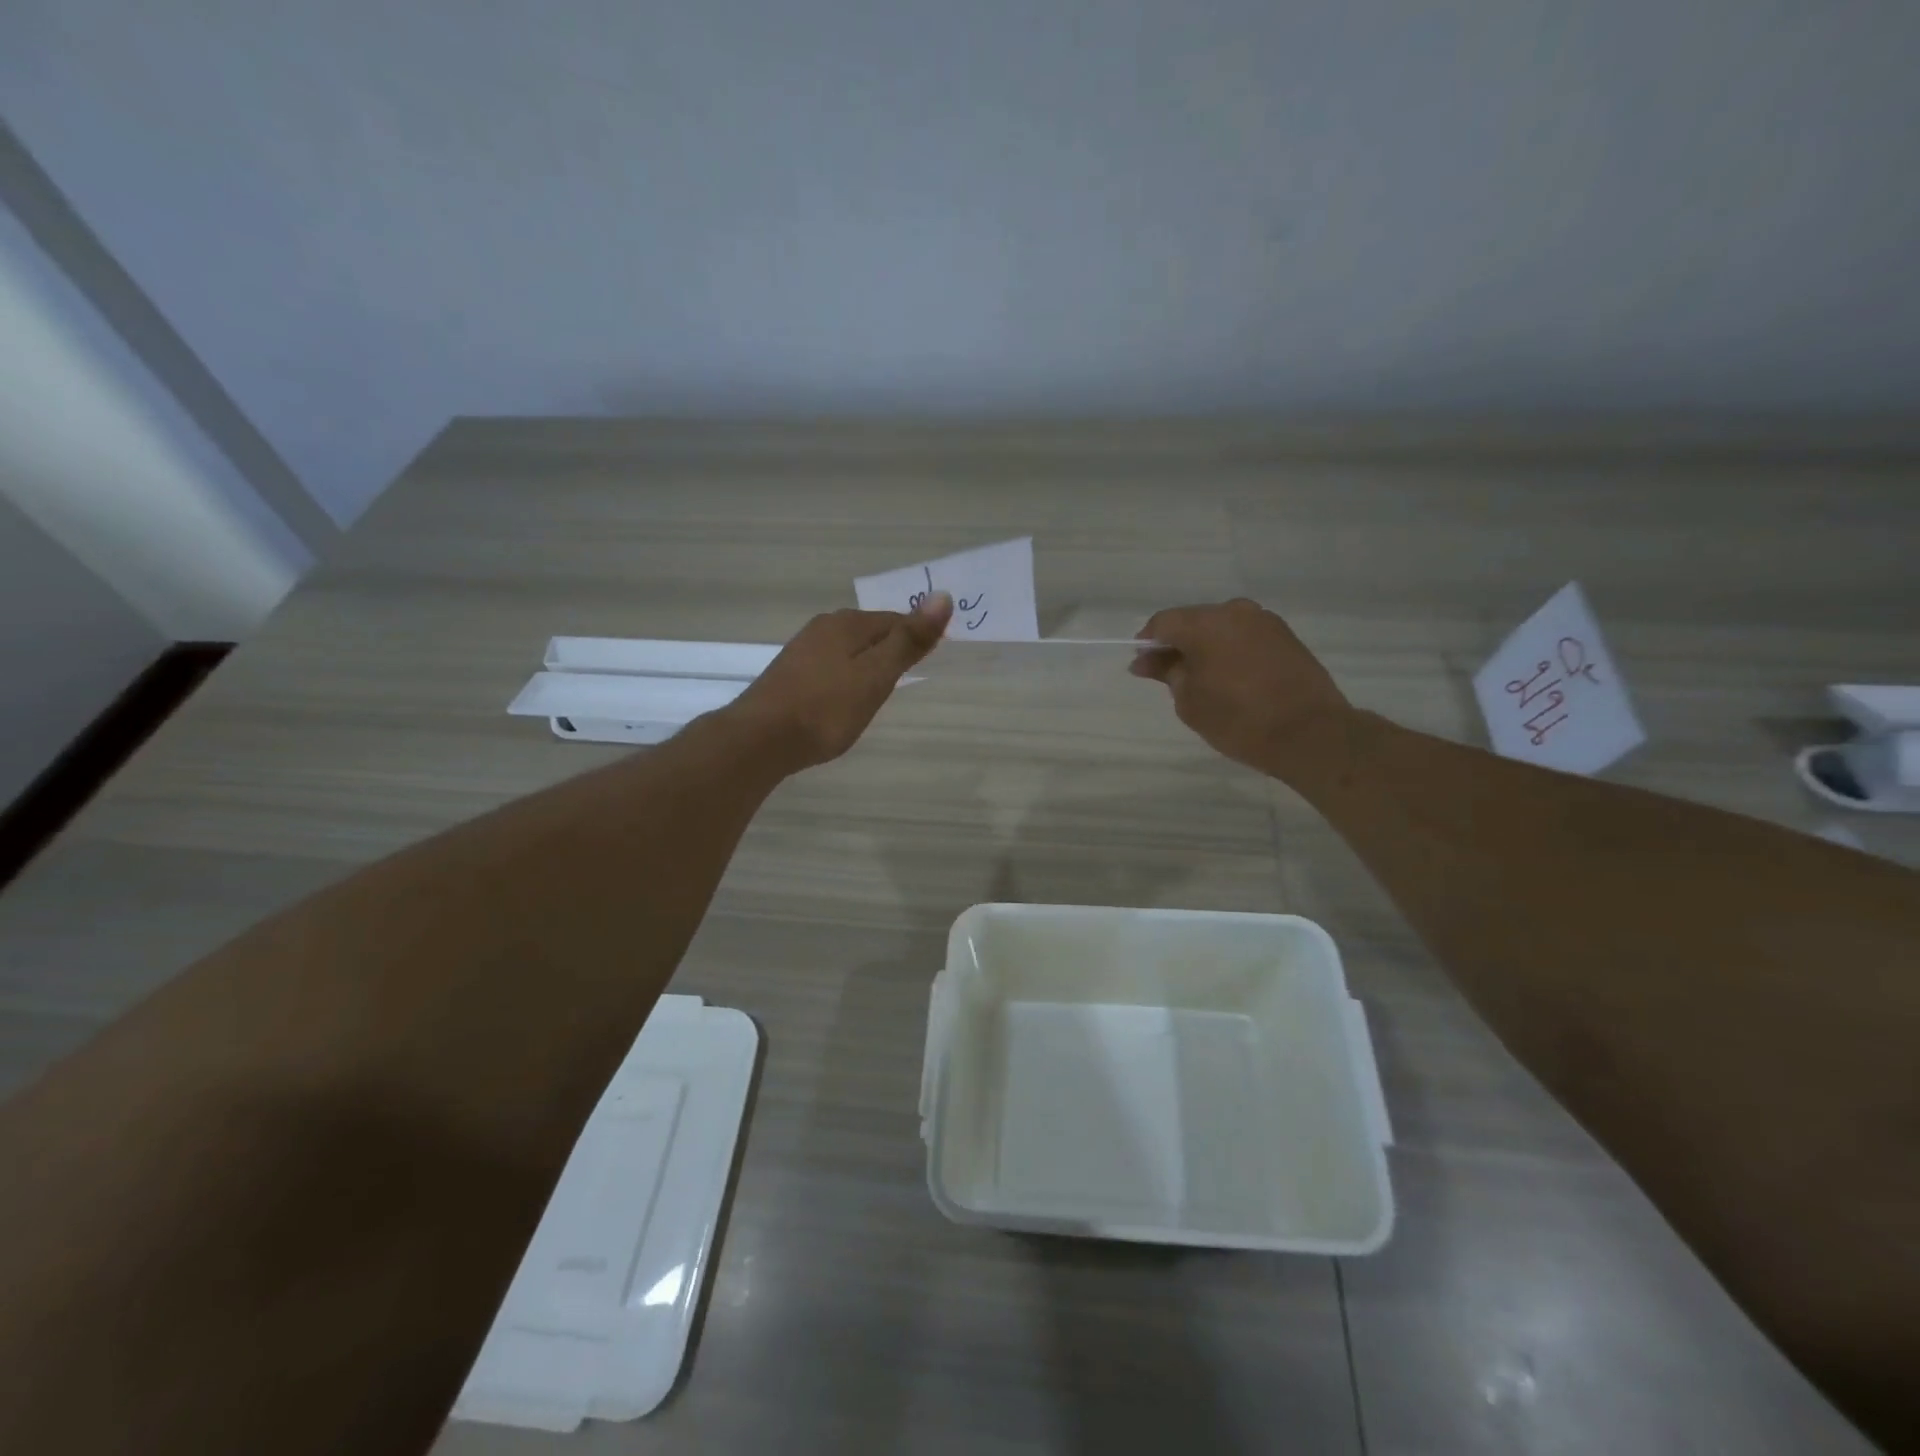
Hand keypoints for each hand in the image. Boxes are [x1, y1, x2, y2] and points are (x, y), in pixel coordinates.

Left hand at [726, 594, 952, 770]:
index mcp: (847, 623)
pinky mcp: (790, 674)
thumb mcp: (875, 676)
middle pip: (871, 633)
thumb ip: (908, 640)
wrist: (759, 740)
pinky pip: (831, 668)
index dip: (917, 640)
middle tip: (906, 682)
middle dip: (892, 651)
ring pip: (849, 651)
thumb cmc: (826, 709)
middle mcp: (823, 627)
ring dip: (868, 666)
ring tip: (878, 694)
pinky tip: (845, 701)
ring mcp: (802, 650)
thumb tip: (942, 596)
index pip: (896, 620)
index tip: (929, 664)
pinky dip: (846, 679)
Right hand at [1132, 598, 1350, 775]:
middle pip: (1192, 620)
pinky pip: (1244, 636)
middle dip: (1177, 644)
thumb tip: (1146, 660)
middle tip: (1168, 676)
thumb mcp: (1190, 701)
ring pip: (1221, 627)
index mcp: (1205, 624)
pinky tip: (1230, 677)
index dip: (1148, 644)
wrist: (1310, 734)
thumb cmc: (1239, 720)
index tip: (1144, 668)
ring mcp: (1264, 621)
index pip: (1163, 622)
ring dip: (1206, 647)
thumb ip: (1166, 673)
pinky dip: (1230, 651)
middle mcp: (1235, 612)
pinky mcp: (1286, 635)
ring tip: (1202, 680)